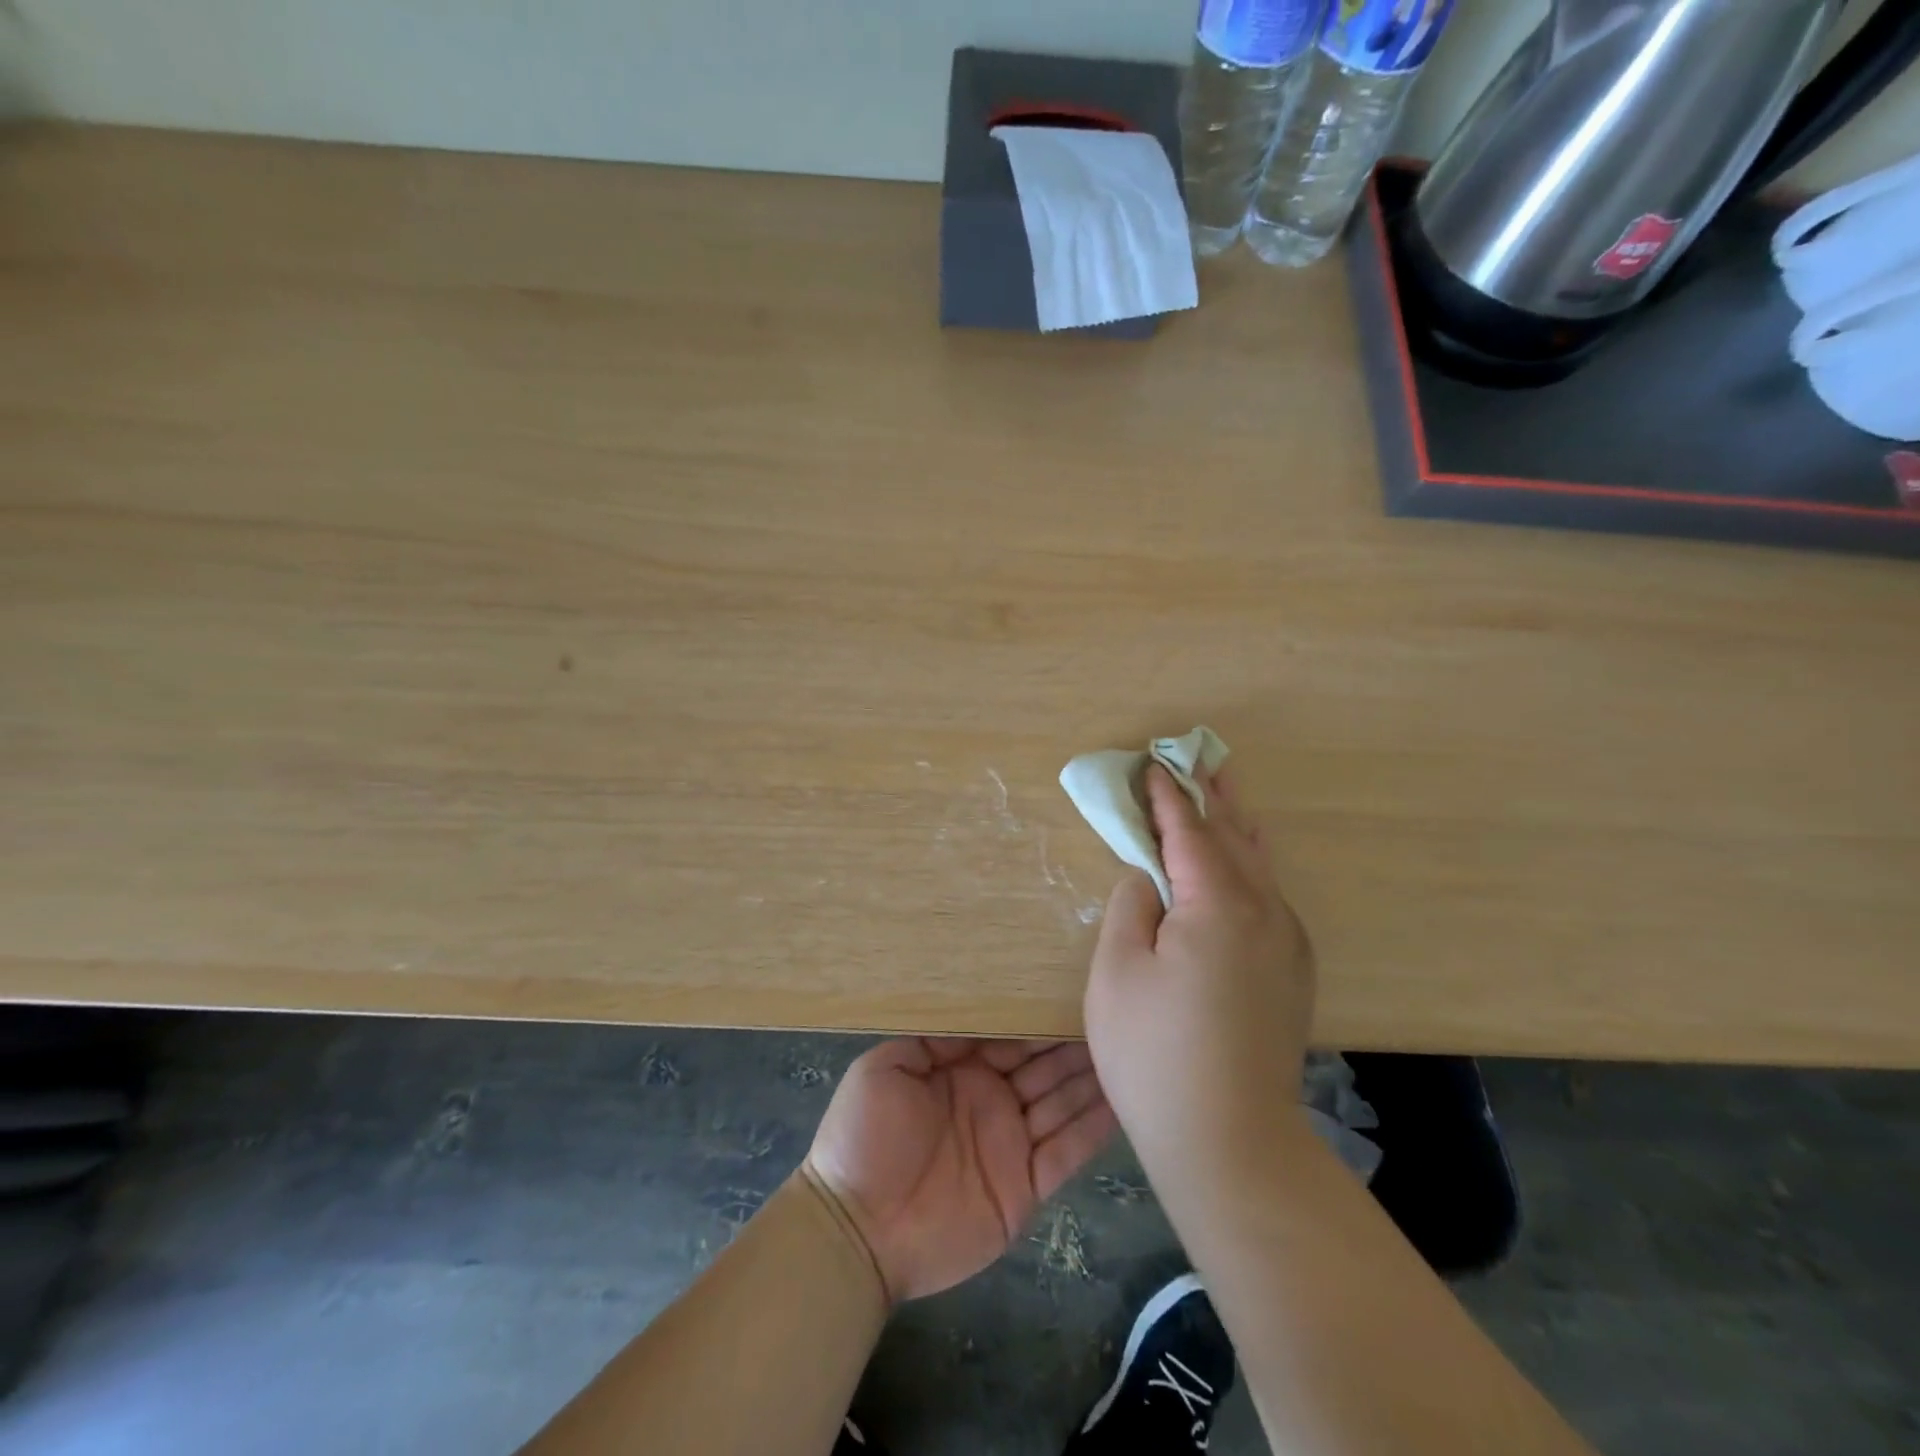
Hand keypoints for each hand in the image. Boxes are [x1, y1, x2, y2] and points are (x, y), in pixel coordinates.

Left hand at [802, 1038, 1115, 1302]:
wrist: (857, 1230)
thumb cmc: (863, 1138)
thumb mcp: (884, 1069)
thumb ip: (932, 1039)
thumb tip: (979, 1013)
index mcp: (959, 1070)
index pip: (1008, 1037)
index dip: (1035, 1019)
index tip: (1067, 991)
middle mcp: (991, 1099)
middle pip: (1041, 1066)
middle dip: (1070, 1042)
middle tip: (1109, 1014)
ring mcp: (1011, 1142)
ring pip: (1060, 1102)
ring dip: (1089, 1078)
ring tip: (1125, 1048)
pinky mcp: (1025, 1186)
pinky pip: (1066, 1152)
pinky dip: (1093, 1128)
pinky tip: (1120, 1100)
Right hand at [1083, 763, 1314, 1186]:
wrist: (1230, 1141)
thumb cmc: (1155, 1053)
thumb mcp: (1118, 971)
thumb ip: (1132, 906)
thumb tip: (1150, 878)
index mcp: (1217, 904)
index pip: (1189, 831)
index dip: (1167, 796)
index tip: (1151, 764)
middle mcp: (1264, 912)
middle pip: (1235, 836)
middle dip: (1213, 794)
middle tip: (1201, 754)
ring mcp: (1285, 943)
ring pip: (1260, 864)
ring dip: (1237, 824)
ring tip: (1226, 790)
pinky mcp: (1291, 972)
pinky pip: (1269, 895)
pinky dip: (1250, 864)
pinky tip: (1244, 862)